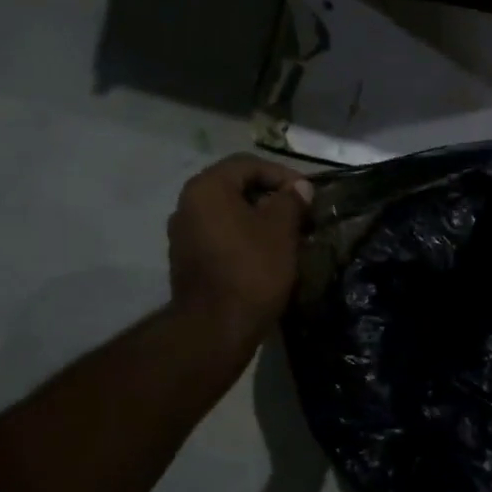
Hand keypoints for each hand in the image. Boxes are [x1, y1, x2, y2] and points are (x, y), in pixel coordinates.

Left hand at [167, 154, 312, 350]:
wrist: (215, 327)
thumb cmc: (251, 269)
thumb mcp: (280, 230)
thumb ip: (290, 201)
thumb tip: (299, 188)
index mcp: (207, 188)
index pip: (248, 164)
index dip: (282, 174)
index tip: (308, 194)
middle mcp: (187, 204)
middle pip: (235, 187)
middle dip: (270, 197)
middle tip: (300, 213)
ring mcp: (183, 234)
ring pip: (228, 214)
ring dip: (258, 218)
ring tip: (287, 234)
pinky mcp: (187, 260)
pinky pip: (220, 236)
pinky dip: (243, 237)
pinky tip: (266, 254)